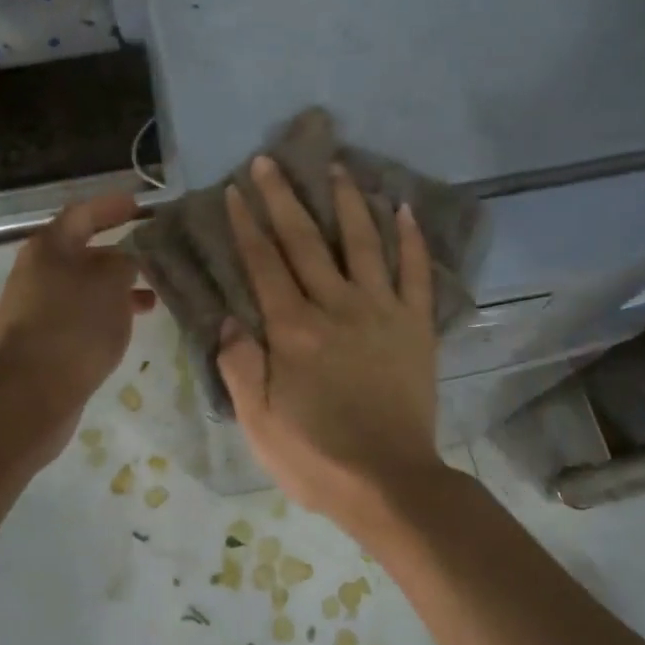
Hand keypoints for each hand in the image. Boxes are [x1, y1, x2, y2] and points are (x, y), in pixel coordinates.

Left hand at [0, 193, 155, 447]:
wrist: (28, 394)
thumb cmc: (73, 326)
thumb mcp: (110, 284)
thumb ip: (124, 263)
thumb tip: (124, 260)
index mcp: (49, 248)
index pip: (83, 214)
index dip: (111, 207)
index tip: (139, 206)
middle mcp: (38, 272)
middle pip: (82, 252)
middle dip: (119, 252)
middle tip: (154, 254)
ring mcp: (37, 308)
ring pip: (84, 287)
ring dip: (117, 288)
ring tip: (153, 297)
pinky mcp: (43, 340)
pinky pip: (80, 315)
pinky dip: (105, 313)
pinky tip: (128, 326)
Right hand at [217, 155, 446, 522]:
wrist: (390, 483)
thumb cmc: (316, 457)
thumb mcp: (258, 422)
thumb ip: (240, 366)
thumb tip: (229, 319)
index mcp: (293, 330)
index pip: (264, 263)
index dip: (248, 224)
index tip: (236, 190)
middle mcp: (335, 307)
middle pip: (305, 241)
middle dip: (284, 198)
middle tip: (270, 161)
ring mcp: (381, 311)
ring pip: (362, 243)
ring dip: (347, 201)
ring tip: (337, 167)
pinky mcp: (416, 325)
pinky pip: (416, 273)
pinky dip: (412, 239)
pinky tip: (404, 208)